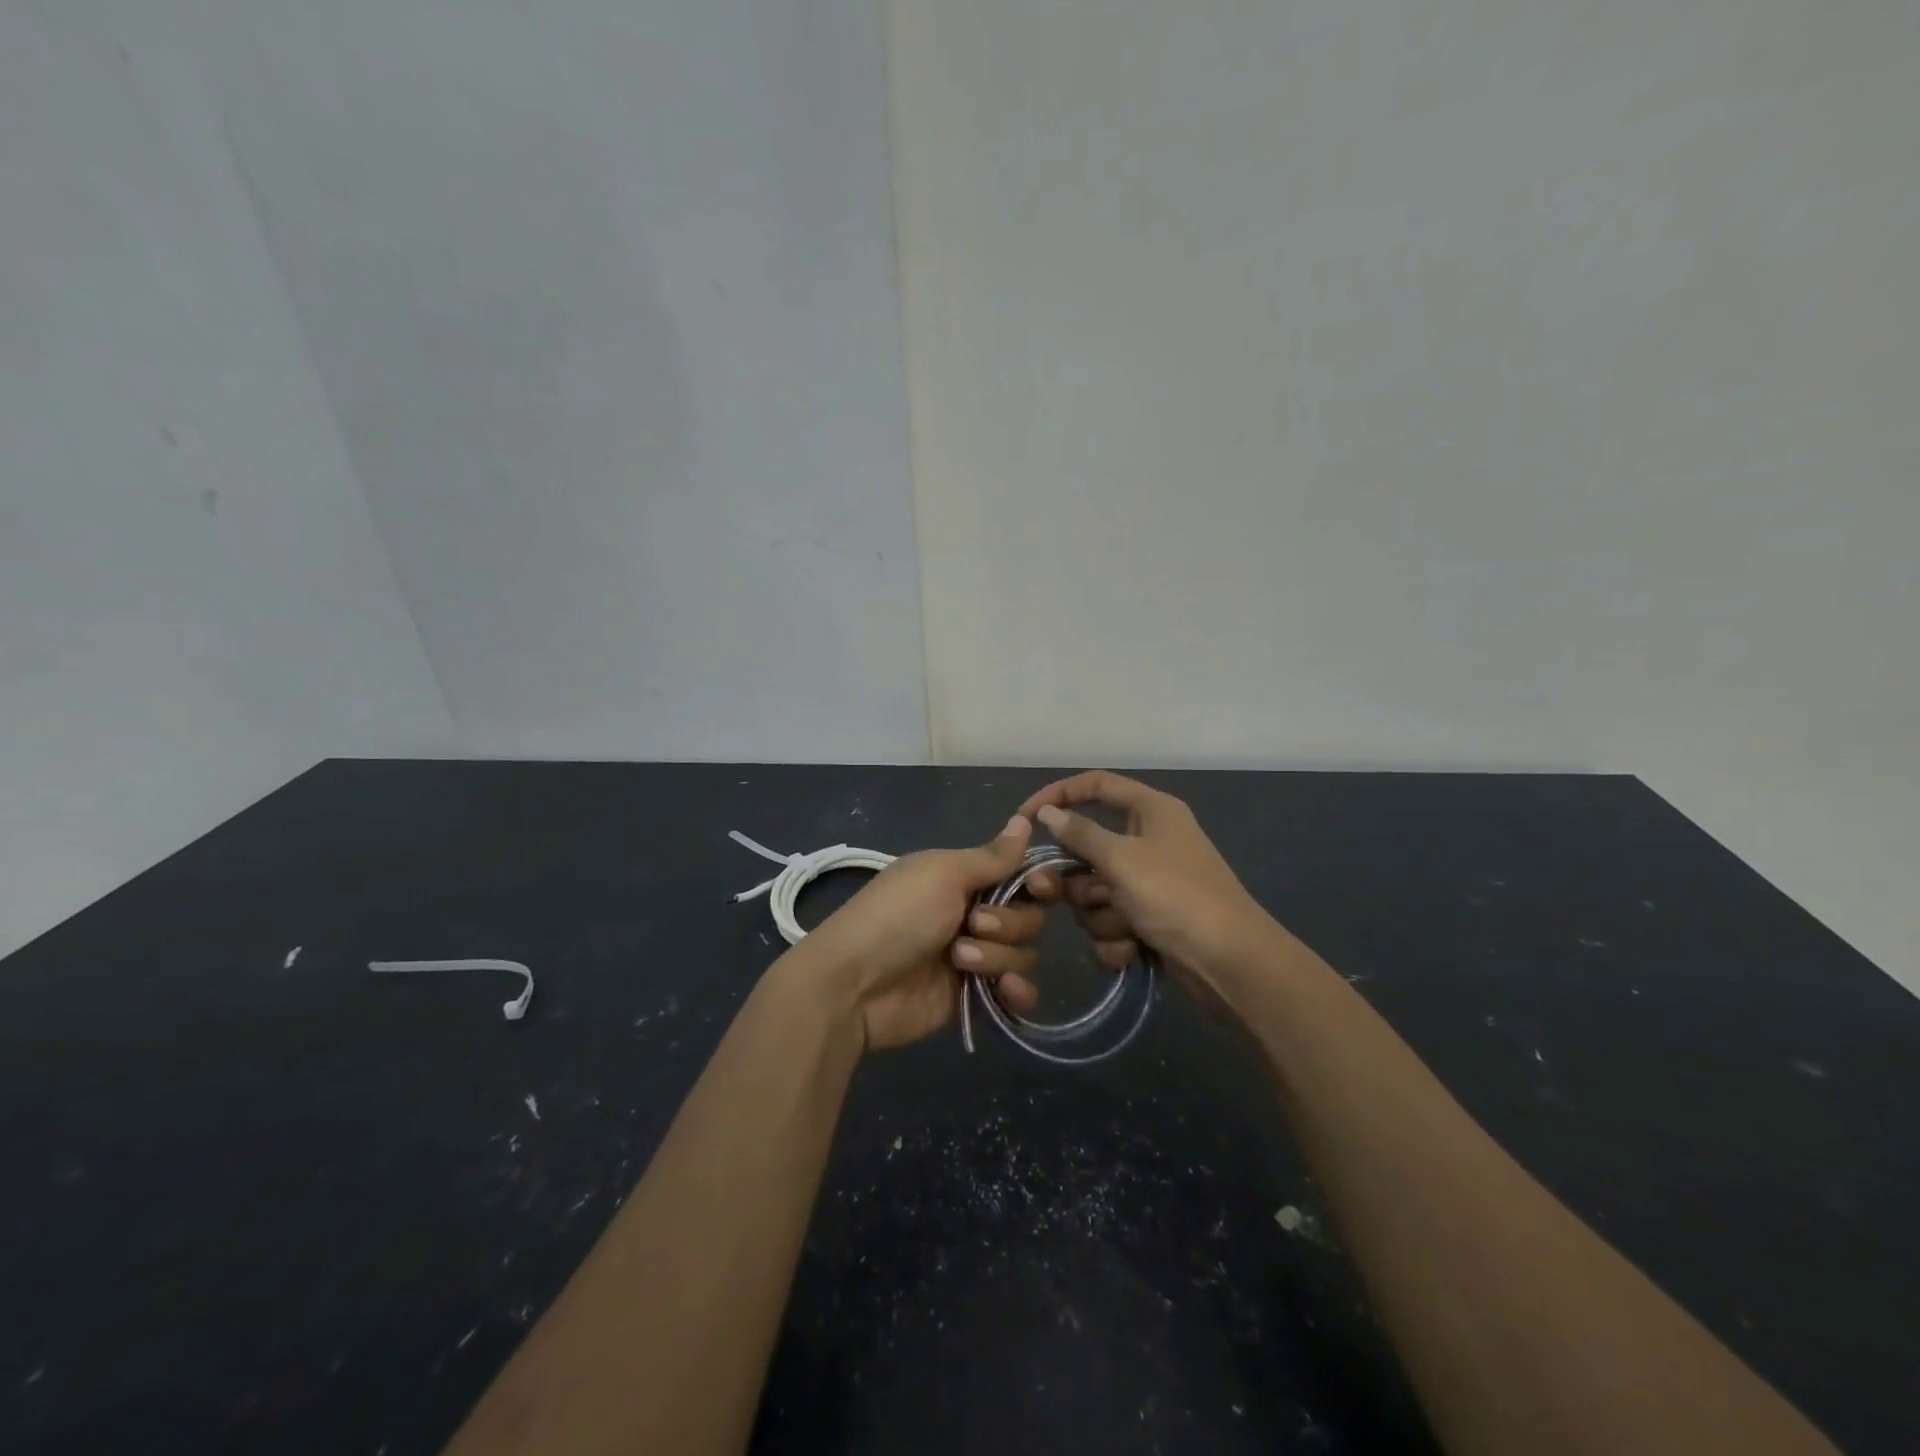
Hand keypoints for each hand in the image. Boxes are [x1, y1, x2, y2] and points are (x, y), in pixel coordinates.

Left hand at [782, 815, 1047, 1050]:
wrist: (856, 984)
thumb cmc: (898, 914)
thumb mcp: (943, 873)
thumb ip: (992, 856)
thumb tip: (1026, 817)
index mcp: (964, 878)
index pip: (1021, 876)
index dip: (1037, 882)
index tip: (1038, 887)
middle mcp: (974, 914)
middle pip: (1028, 916)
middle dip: (1006, 922)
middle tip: (971, 925)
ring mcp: (976, 957)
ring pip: (1024, 953)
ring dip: (997, 955)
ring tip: (958, 961)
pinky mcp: (976, 997)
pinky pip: (1017, 992)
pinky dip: (1017, 991)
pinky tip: (1004, 990)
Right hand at [1018, 771, 1274, 996]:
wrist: (1230, 964)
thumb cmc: (1176, 897)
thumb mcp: (1122, 859)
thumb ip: (1080, 834)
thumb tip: (1047, 813)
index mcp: (1151, 811)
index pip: (1096, 785)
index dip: (1058, 795)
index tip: (1025, 818)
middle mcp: (1149, 840)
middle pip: (1088, 849)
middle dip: (1080, 880)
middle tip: (1064, 893)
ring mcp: (1150, 883)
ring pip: (1096, 891)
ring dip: (1102, 914)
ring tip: (1125, 926)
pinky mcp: (1150, 920)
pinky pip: (1112, 920)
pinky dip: (1117, 938)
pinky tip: (1133, 950)